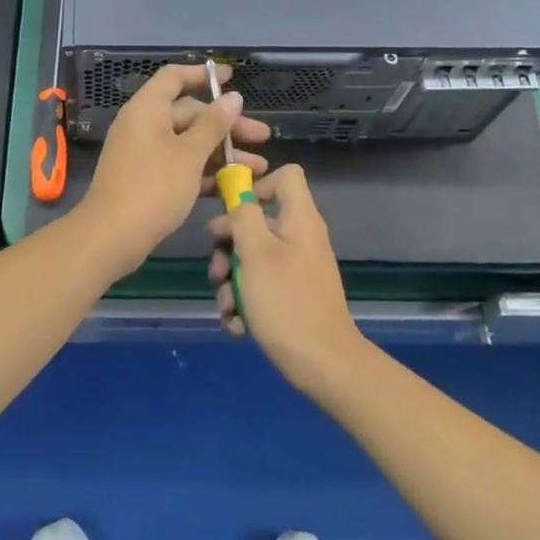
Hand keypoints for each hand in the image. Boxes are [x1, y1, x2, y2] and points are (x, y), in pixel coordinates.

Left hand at [74, 64, 269, 277]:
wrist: (111, 237)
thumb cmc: (153, 187)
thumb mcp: (190, 154)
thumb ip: (214, 124)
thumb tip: (233, 97)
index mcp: (148, 109)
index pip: (175, 77)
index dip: (203, 75)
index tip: (233, 79)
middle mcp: (144, 125)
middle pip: (189, 113)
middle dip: (227, 125)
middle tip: (262, 137)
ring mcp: (144, 153)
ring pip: (189, 143)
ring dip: (222, 153)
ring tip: (258, 168)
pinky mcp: (147, 179)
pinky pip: (180, 165)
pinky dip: (205, 172)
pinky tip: (233, 185)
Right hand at [207, 164, 365, 390]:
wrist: (322, 364)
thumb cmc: (286, 302)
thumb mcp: (256, 253)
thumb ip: (242, 217)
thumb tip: (235, 202)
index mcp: (299, 219)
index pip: (286, 176)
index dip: (256, 184)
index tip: (232, 210)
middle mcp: (300, 238)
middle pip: (256, 222)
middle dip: (228, 247)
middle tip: (217, 271)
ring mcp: (297, 269)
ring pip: (252, 259)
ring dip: (231, 281)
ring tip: (227, 306)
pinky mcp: (292, 296)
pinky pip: (261, 286)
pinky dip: (245, 302)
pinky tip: (238, 324)